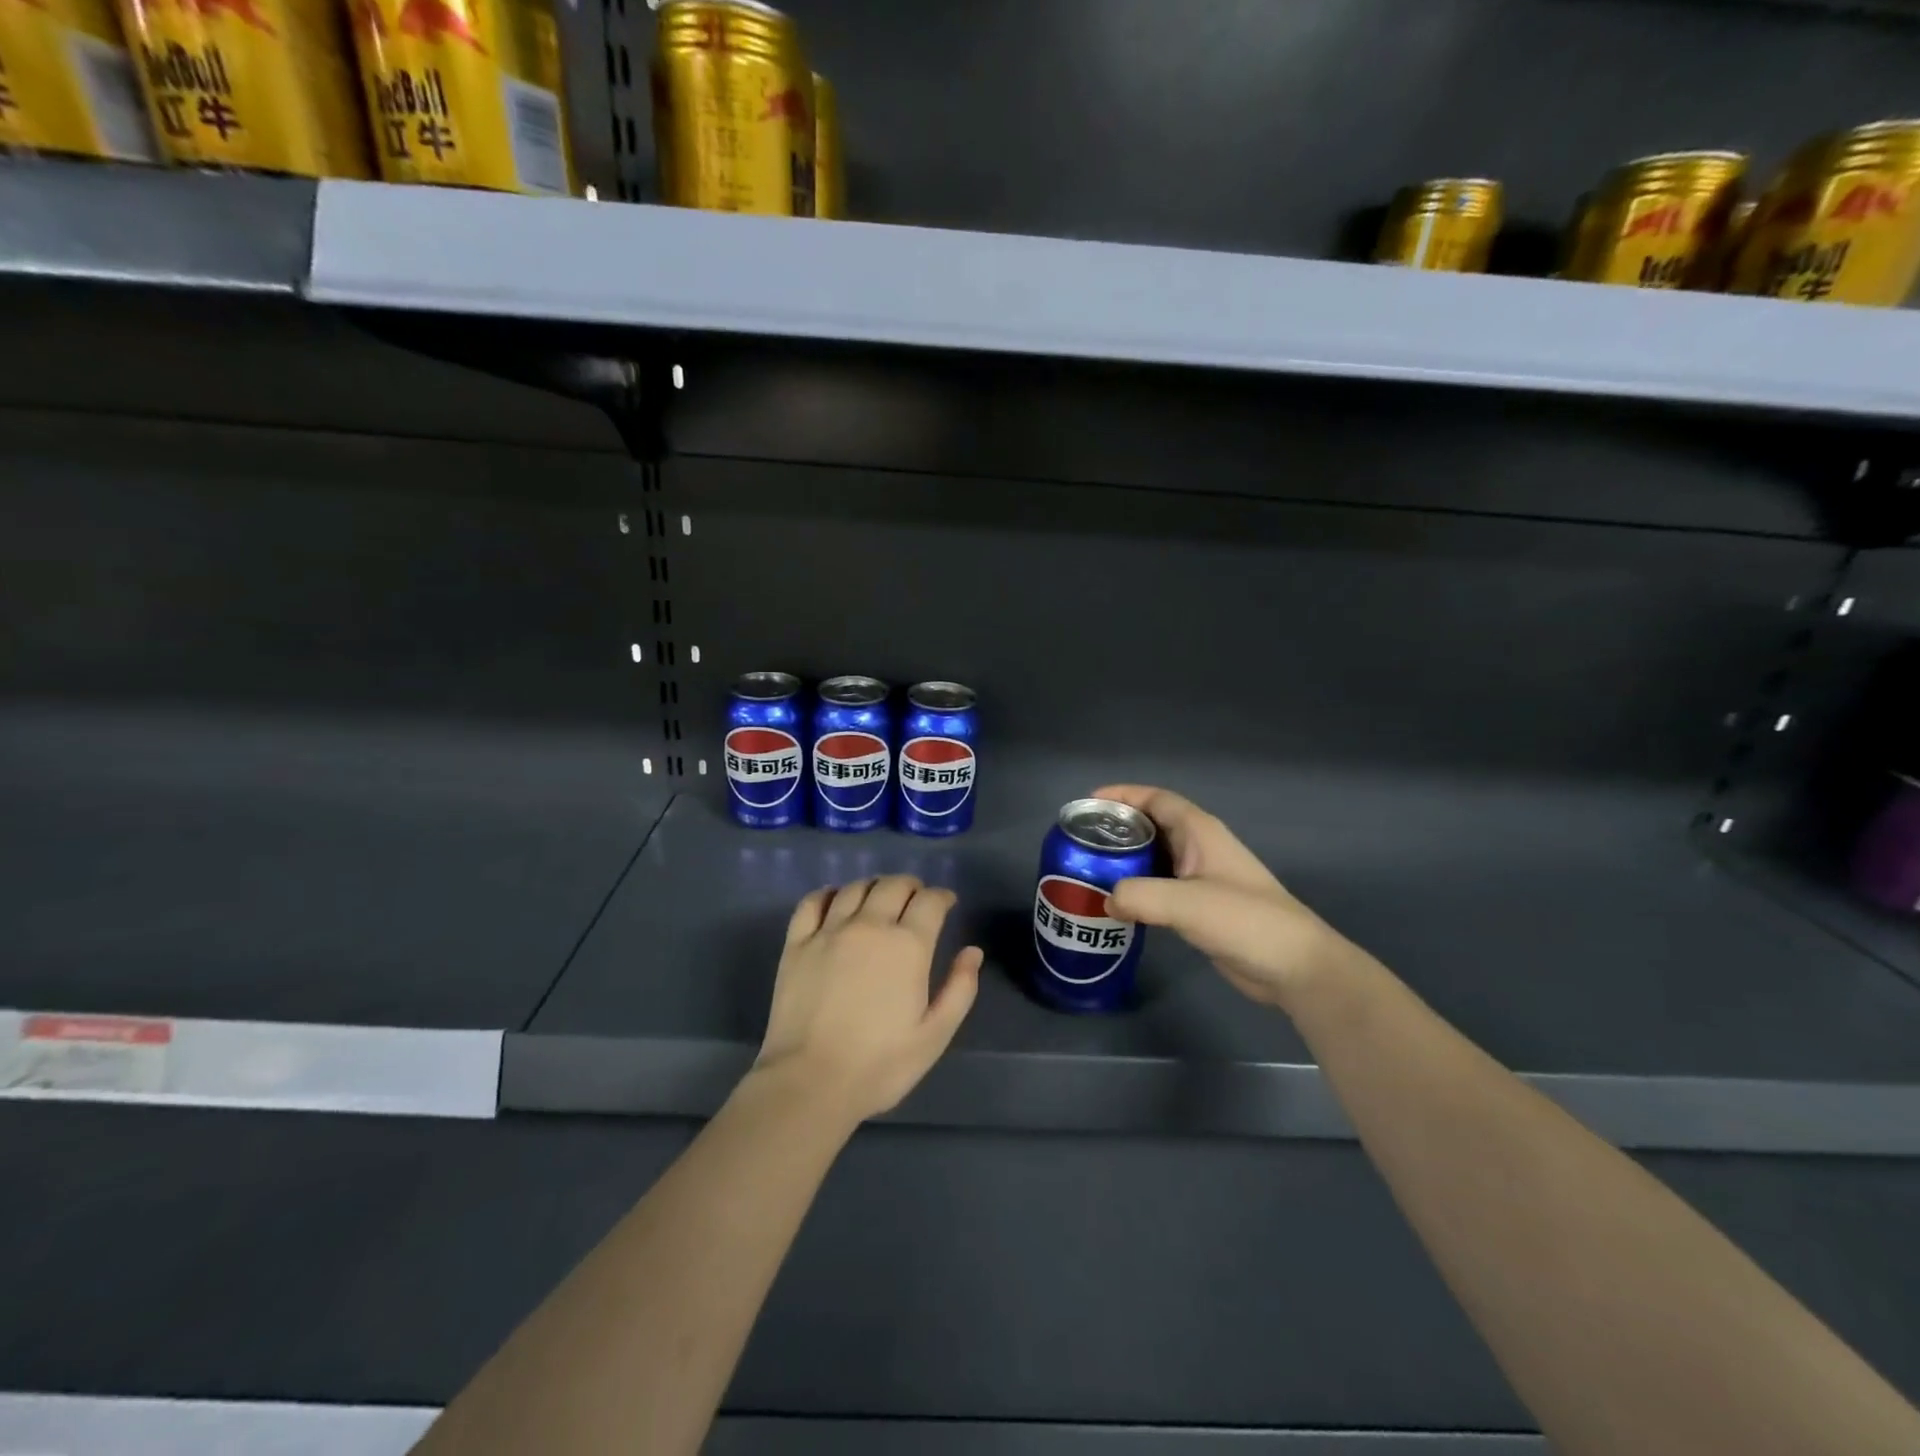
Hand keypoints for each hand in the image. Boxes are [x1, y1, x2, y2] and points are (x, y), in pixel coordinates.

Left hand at [755, 875, 981, 1125]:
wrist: (809, 1082)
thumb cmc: (880, 1065)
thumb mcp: (935, 1035)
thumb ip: (960, 989)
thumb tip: (972, 952)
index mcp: (908, 945)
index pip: (930, 901)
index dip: (942, 896)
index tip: (947, 903)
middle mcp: (869, 926)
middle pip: (893, 885)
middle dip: (911, 886)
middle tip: (916, 898)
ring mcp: (829, 931)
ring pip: (855, 888)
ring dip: (874, 886)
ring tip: (879, 898)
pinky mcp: (796, 943)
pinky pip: (812, 902)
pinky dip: (827, 893)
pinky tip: (834, 899)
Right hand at [1094, 784, 1363, 1011]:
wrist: (1294, 966)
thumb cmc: (1245, 919)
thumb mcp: (1187, 903)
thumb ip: (1139, 895)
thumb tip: (1106, 899)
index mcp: (1200, 832)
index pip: (1156, 799)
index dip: (1123, 795)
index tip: (1089, 802)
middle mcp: (1199, 848)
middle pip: (1151, 826)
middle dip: (1117, 829)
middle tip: (1080, 841)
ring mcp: (1201, 878)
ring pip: (1154, 858)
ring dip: (1125, 861)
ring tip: (1088, 870)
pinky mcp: (1201, 907)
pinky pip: (1160, 887)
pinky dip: (1136, 888)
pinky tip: (1116, 903)